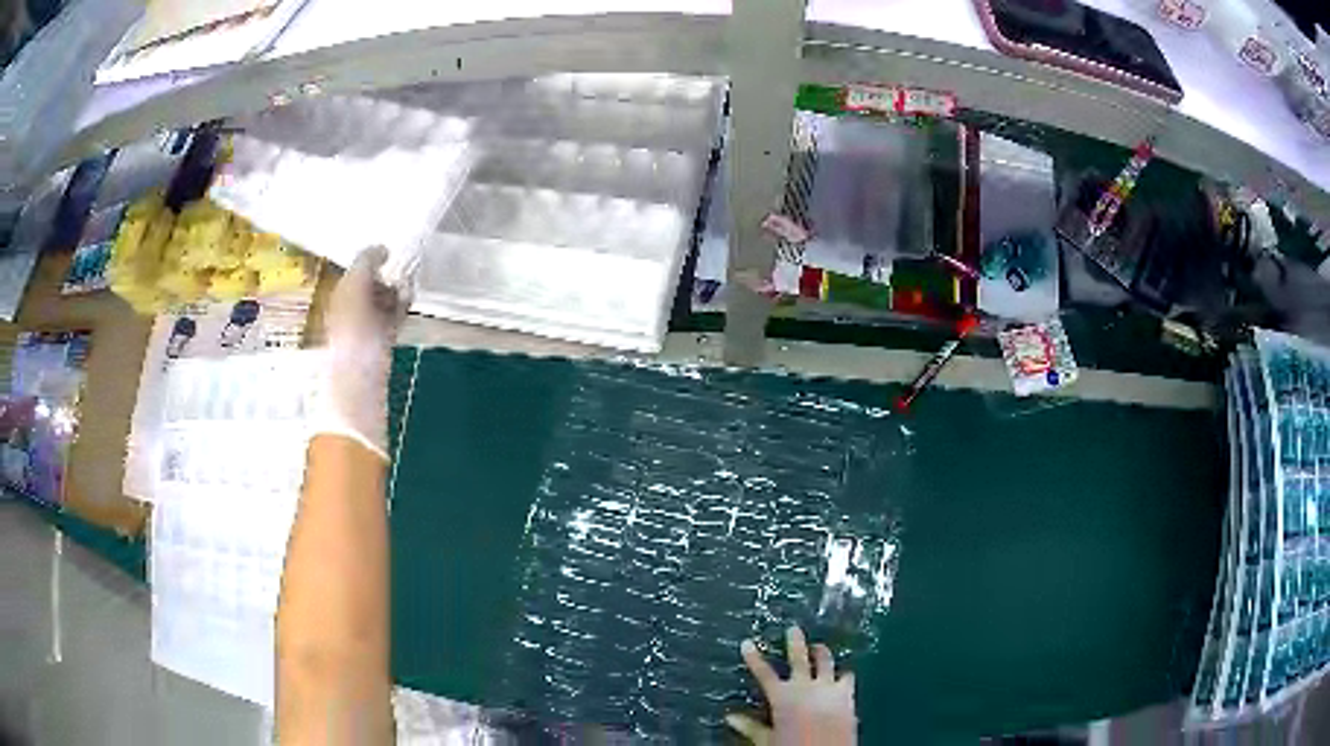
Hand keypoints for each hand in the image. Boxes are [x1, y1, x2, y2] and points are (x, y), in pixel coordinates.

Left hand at [315, 246, 410, 458]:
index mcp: (335, 297)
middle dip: (384, 275)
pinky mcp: (380, 346)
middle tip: (402, 264)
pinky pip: (390, 318)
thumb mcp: (354, 287)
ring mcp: (364, 330)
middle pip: (367, 285)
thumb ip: (365, 262)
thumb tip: (381, 247)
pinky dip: (400, 307)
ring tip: (408, 282)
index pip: (353, 271)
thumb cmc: (352, 331)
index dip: (370, 260)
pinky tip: (409, 300)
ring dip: (394, 290)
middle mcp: (346, 310)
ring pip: (381, 301)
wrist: (358, 384)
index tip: (390, 250)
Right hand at [726, 626, 856, 745]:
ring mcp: (828, 688)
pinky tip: (843, 672)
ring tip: (819, 646)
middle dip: (795, 642)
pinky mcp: (847, 694)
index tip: (748, 643)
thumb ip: (750, 727)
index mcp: (782, 697)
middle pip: (798, 659)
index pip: (763, 673)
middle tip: (793, 629)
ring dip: (821, 652)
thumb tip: (730, 717)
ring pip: (825, 662)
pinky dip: (842, 674)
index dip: (754, 657)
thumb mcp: (767, 740)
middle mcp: (805, 687)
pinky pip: (846, 677)